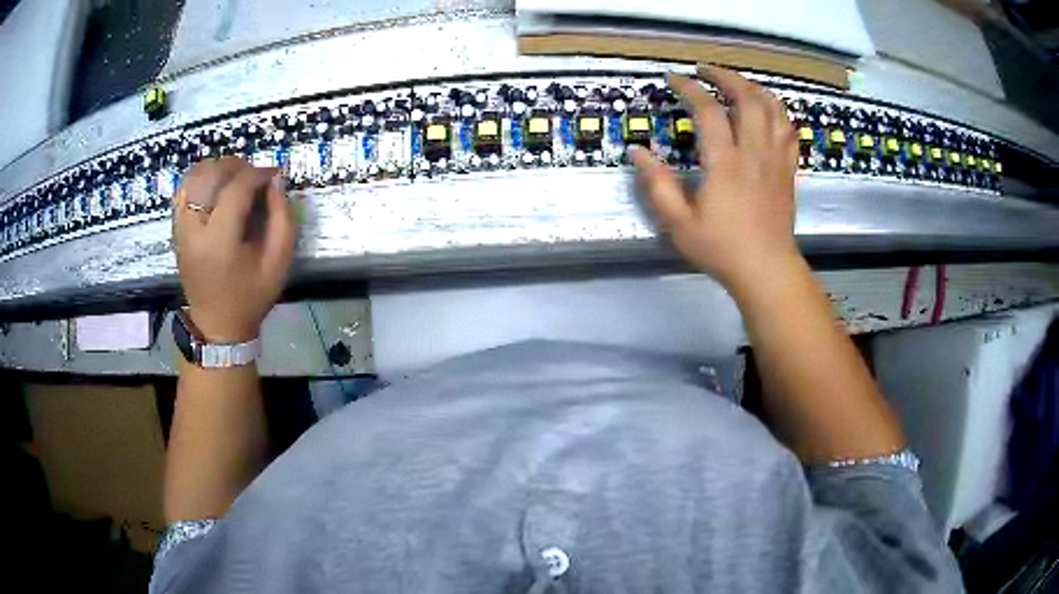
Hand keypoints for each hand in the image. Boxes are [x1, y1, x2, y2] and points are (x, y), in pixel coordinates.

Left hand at [172, 157, 295, 342]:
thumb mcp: (278, 264)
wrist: (217, 325)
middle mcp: (194, 230)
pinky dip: (199, 179)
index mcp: (219, 242)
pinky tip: (215, 186)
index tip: (274, 174)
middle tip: (254, 176)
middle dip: (237, 167)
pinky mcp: (176, 230)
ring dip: (216, 169)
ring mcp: (181, 229)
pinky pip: (183, 190)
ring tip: (234, 178)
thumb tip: (276, 182)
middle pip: (211, 175)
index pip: (236, 188)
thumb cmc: (250, 298)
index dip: (258, 173)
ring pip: (193, 177)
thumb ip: (282, 220)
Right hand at [631, 65, 801, 297]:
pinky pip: (789, 130)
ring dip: (754, 88)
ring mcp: (776, 159)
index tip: (674, 78)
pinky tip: (768, 110)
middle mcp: (754, 152)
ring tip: (737, 83)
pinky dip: (778, 112)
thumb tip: (637, 152)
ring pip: (773, 108)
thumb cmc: (721, 248)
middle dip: (725, 76)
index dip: (690, 87)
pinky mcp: (788, 170)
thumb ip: (657, 185)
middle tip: (706, 71)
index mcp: (725, 162)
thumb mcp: (678, 223)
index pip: (708, 110)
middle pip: (747, 98)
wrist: (766, 270)